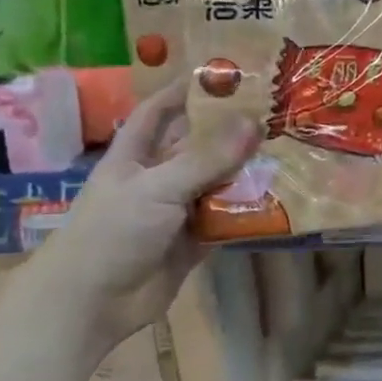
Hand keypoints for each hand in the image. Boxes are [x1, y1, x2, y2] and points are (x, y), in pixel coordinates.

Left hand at [21, 81, 259, 353]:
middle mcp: (157, 179)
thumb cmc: (112, 232)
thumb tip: (255, 121)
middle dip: (231, 133)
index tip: (221, 75)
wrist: (91, 304)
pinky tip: (281, 200)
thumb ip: (207, 158)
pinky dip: (249, 213)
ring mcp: (176, 212)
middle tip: (276, 114)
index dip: (183, 92)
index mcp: (134, 157)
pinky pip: (227, 220)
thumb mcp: (158, 187)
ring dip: (247, 174)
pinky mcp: (194, 242)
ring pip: (217, 184)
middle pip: (197, 148)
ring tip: (290, 153)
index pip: (158, 113)